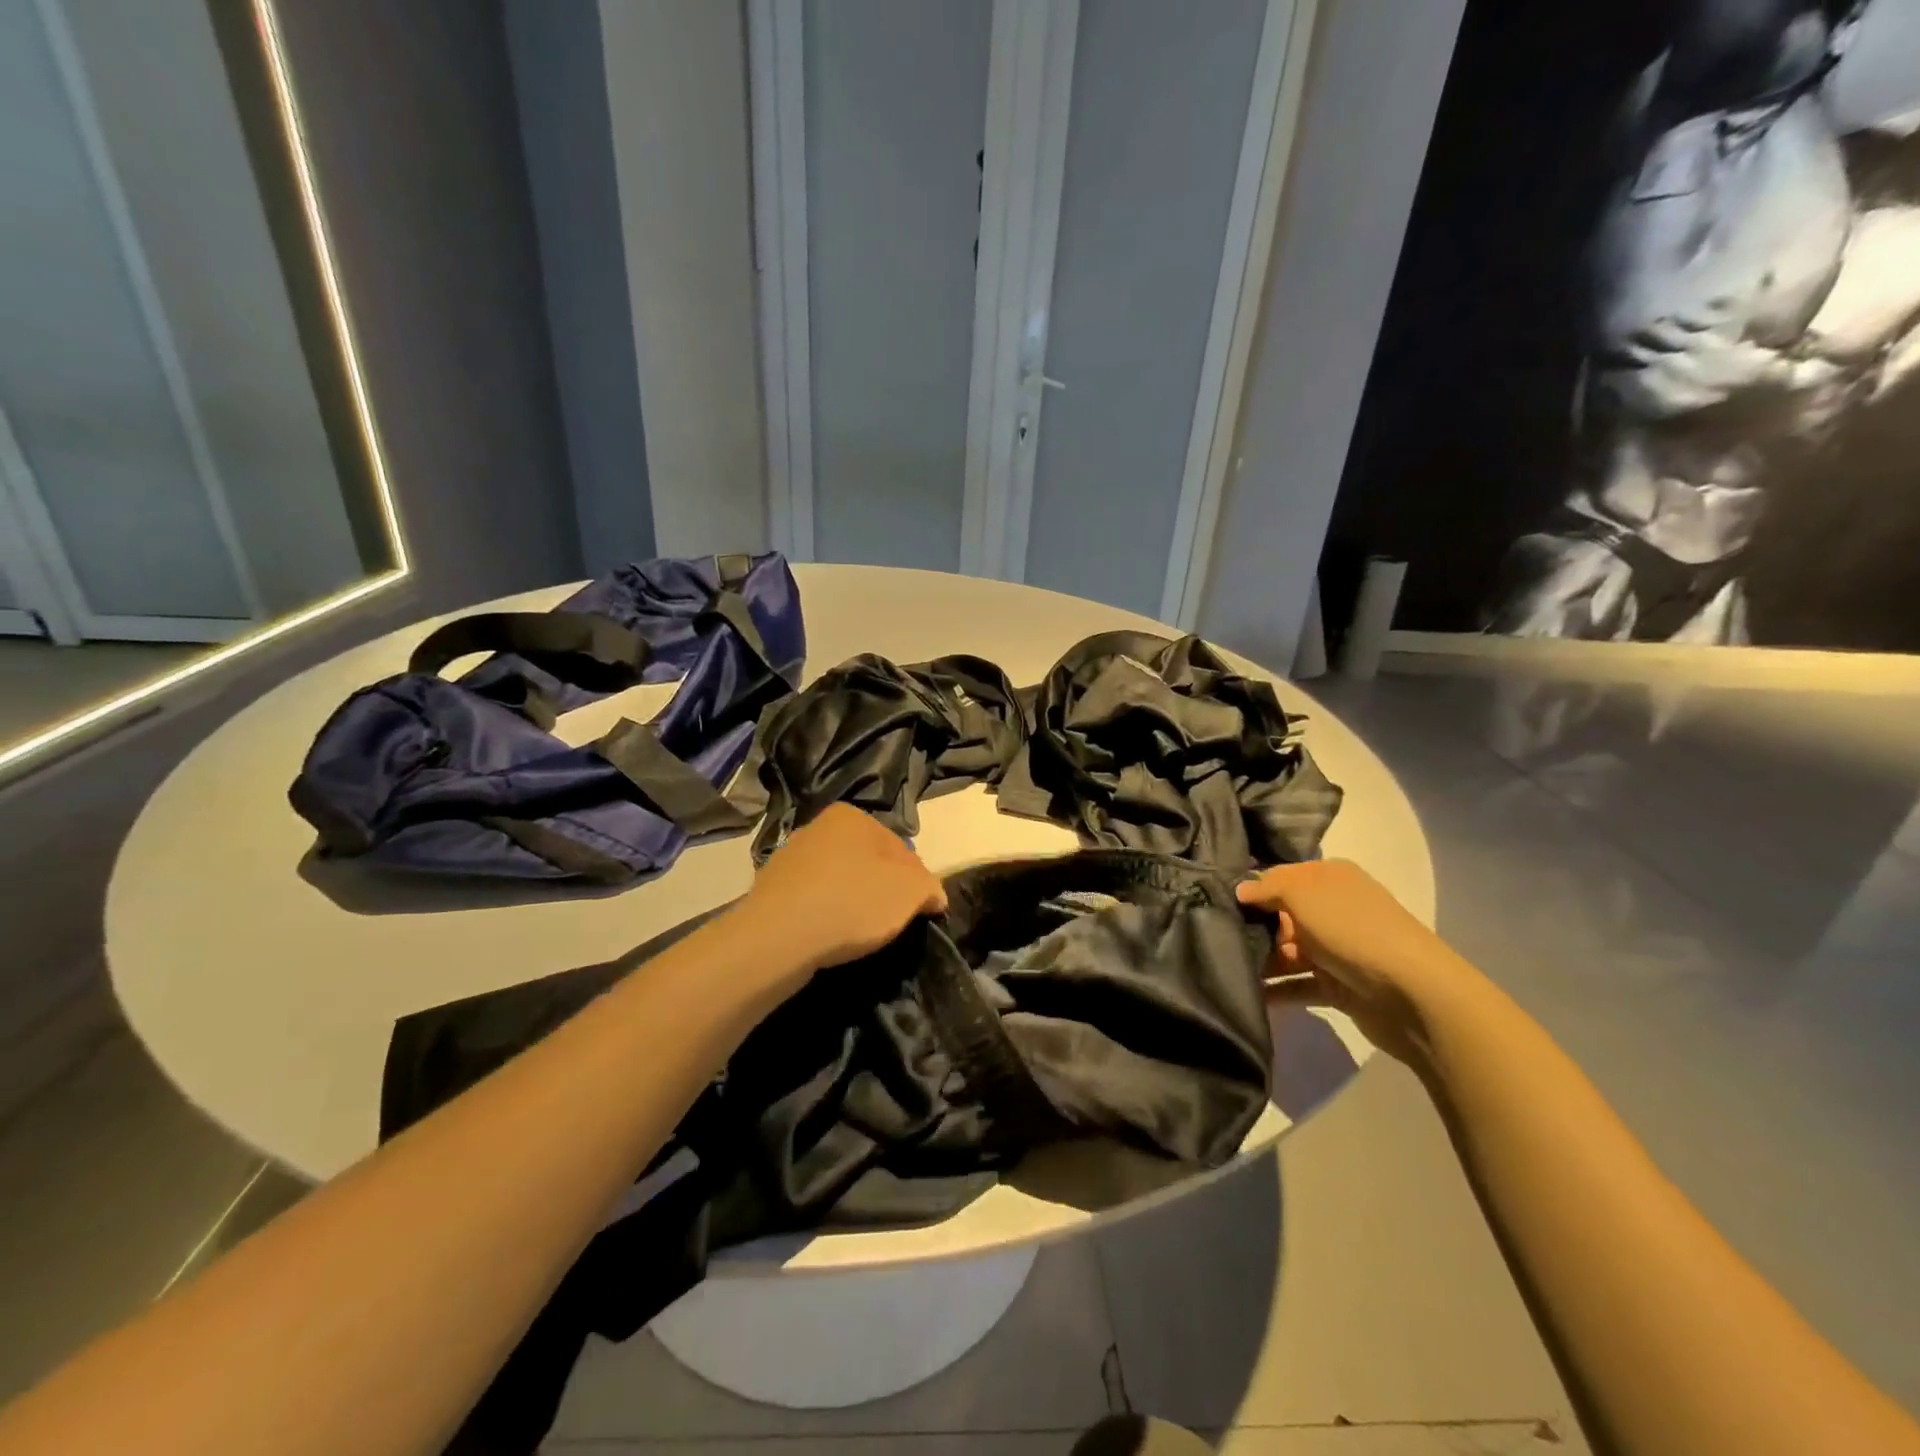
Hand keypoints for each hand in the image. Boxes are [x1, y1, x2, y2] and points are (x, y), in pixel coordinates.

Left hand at [738, 805, 947, 981]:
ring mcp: (790, 858)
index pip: (899, 848)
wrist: (778, 937)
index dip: (915, 882)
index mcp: (852, 816)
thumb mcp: (910, 892)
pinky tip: (829, 939)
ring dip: (852, 903)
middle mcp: (818, 827)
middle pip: (867, 862)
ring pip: (839, 881)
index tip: (919, 911)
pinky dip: (825, 916)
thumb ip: (929, 888)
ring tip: (859, 936)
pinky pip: (813, 902)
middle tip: (892, 923)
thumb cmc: (853, 902)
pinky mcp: (772, 890)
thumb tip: (933, 896)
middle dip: (882, 890)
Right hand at [1236, 859, 1485, 1067]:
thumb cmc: (1352, 929)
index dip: (1250, 887)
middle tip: (1213, 936)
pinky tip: (1246, 994)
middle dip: (1251, 925)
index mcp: (1329, 877)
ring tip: (1223, 968)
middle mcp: (1333, 908)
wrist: (1412, 993)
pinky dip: (1275, 990)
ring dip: (1260, 960)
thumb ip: (1266, 888)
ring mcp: (1337, 948)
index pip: (1280, 876)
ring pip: (1287, 950)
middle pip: (1281, 914)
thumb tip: (1239, 891)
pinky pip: (1298, 984)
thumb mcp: (1301, 894)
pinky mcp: (1338, 985)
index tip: (1213, 900)